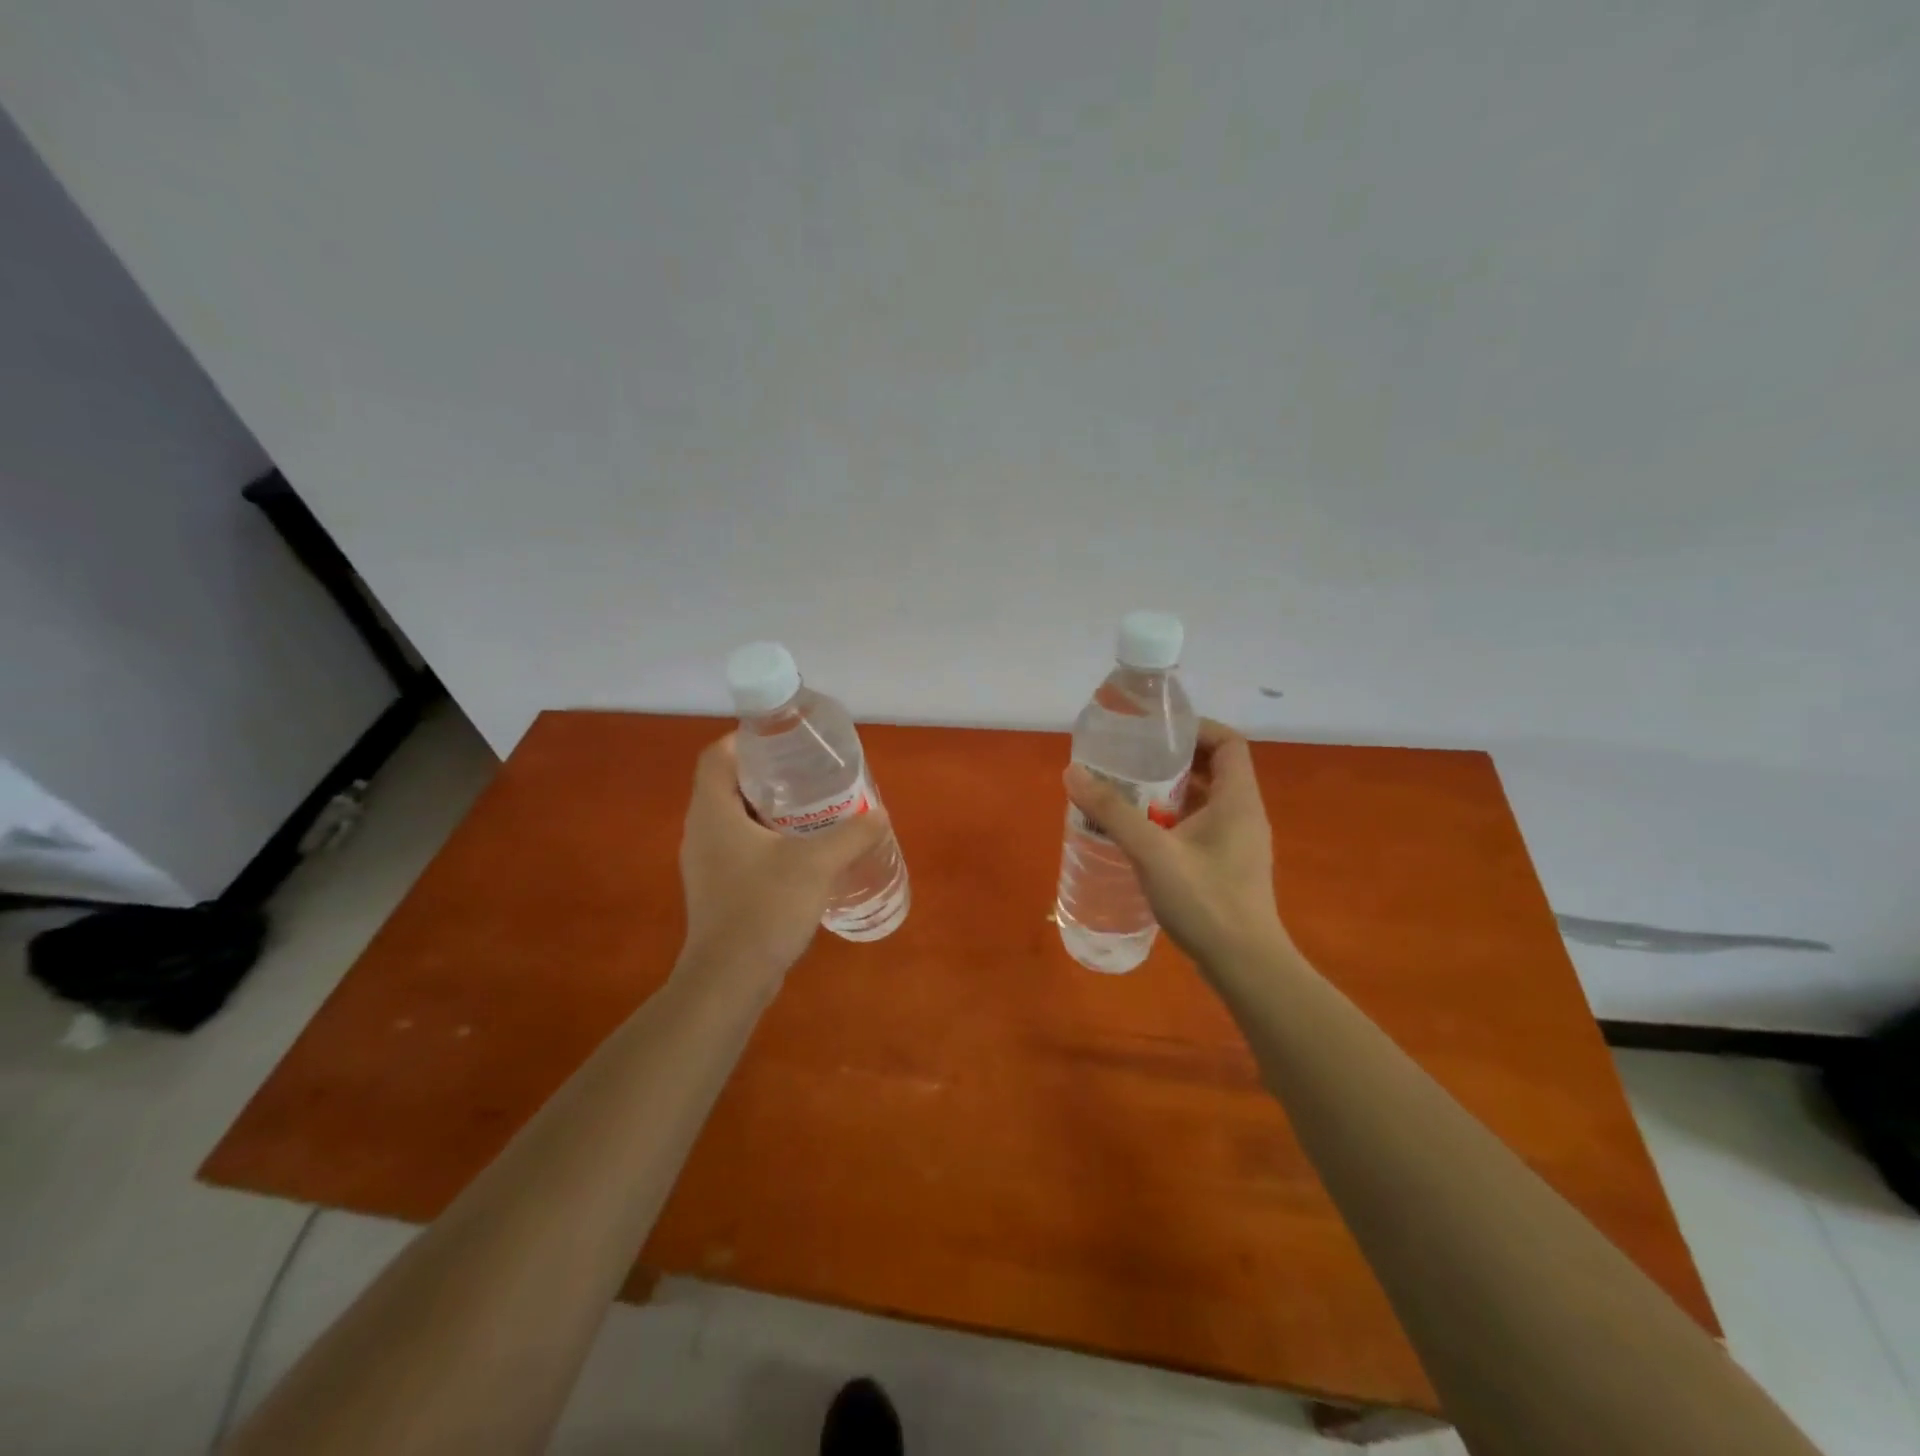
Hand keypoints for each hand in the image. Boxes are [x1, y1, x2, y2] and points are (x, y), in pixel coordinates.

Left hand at [679, 734, 889, 990]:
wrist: (730, 980)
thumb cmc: (765, 907)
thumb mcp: (816, 863)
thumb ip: (852, 834)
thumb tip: (879, 815)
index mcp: (713, 812)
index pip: (717, 756)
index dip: (746, 740)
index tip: (785, 741)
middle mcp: (701, 832)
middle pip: (728, 785)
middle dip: (768, 775)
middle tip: (809, 774)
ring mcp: (707, 864)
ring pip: (735, 820)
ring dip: (770, 811)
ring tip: (812, 810)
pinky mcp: (717, 890)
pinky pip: (740, 849)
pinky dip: (767, 841)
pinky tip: (801, 854)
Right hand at [1065, 719, 1290, 970]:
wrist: (1246, 966)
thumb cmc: (1205, 901)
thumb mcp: (1151, 852)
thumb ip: (1112, 812)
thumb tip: (1073, 773)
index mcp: (1237, 800)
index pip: (1228, 742)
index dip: (1196, 730)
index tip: (1156, 733)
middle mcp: (1244, 814)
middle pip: (1215, 768)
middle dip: (1173, 761)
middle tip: (1132, 762)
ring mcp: (1240, 843)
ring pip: (1207, 800)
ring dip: (1171, 792)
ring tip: (1129, 794)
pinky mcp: (1230, 866)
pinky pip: (1203, 827)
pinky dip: (1175, 820)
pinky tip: (1142, 836)